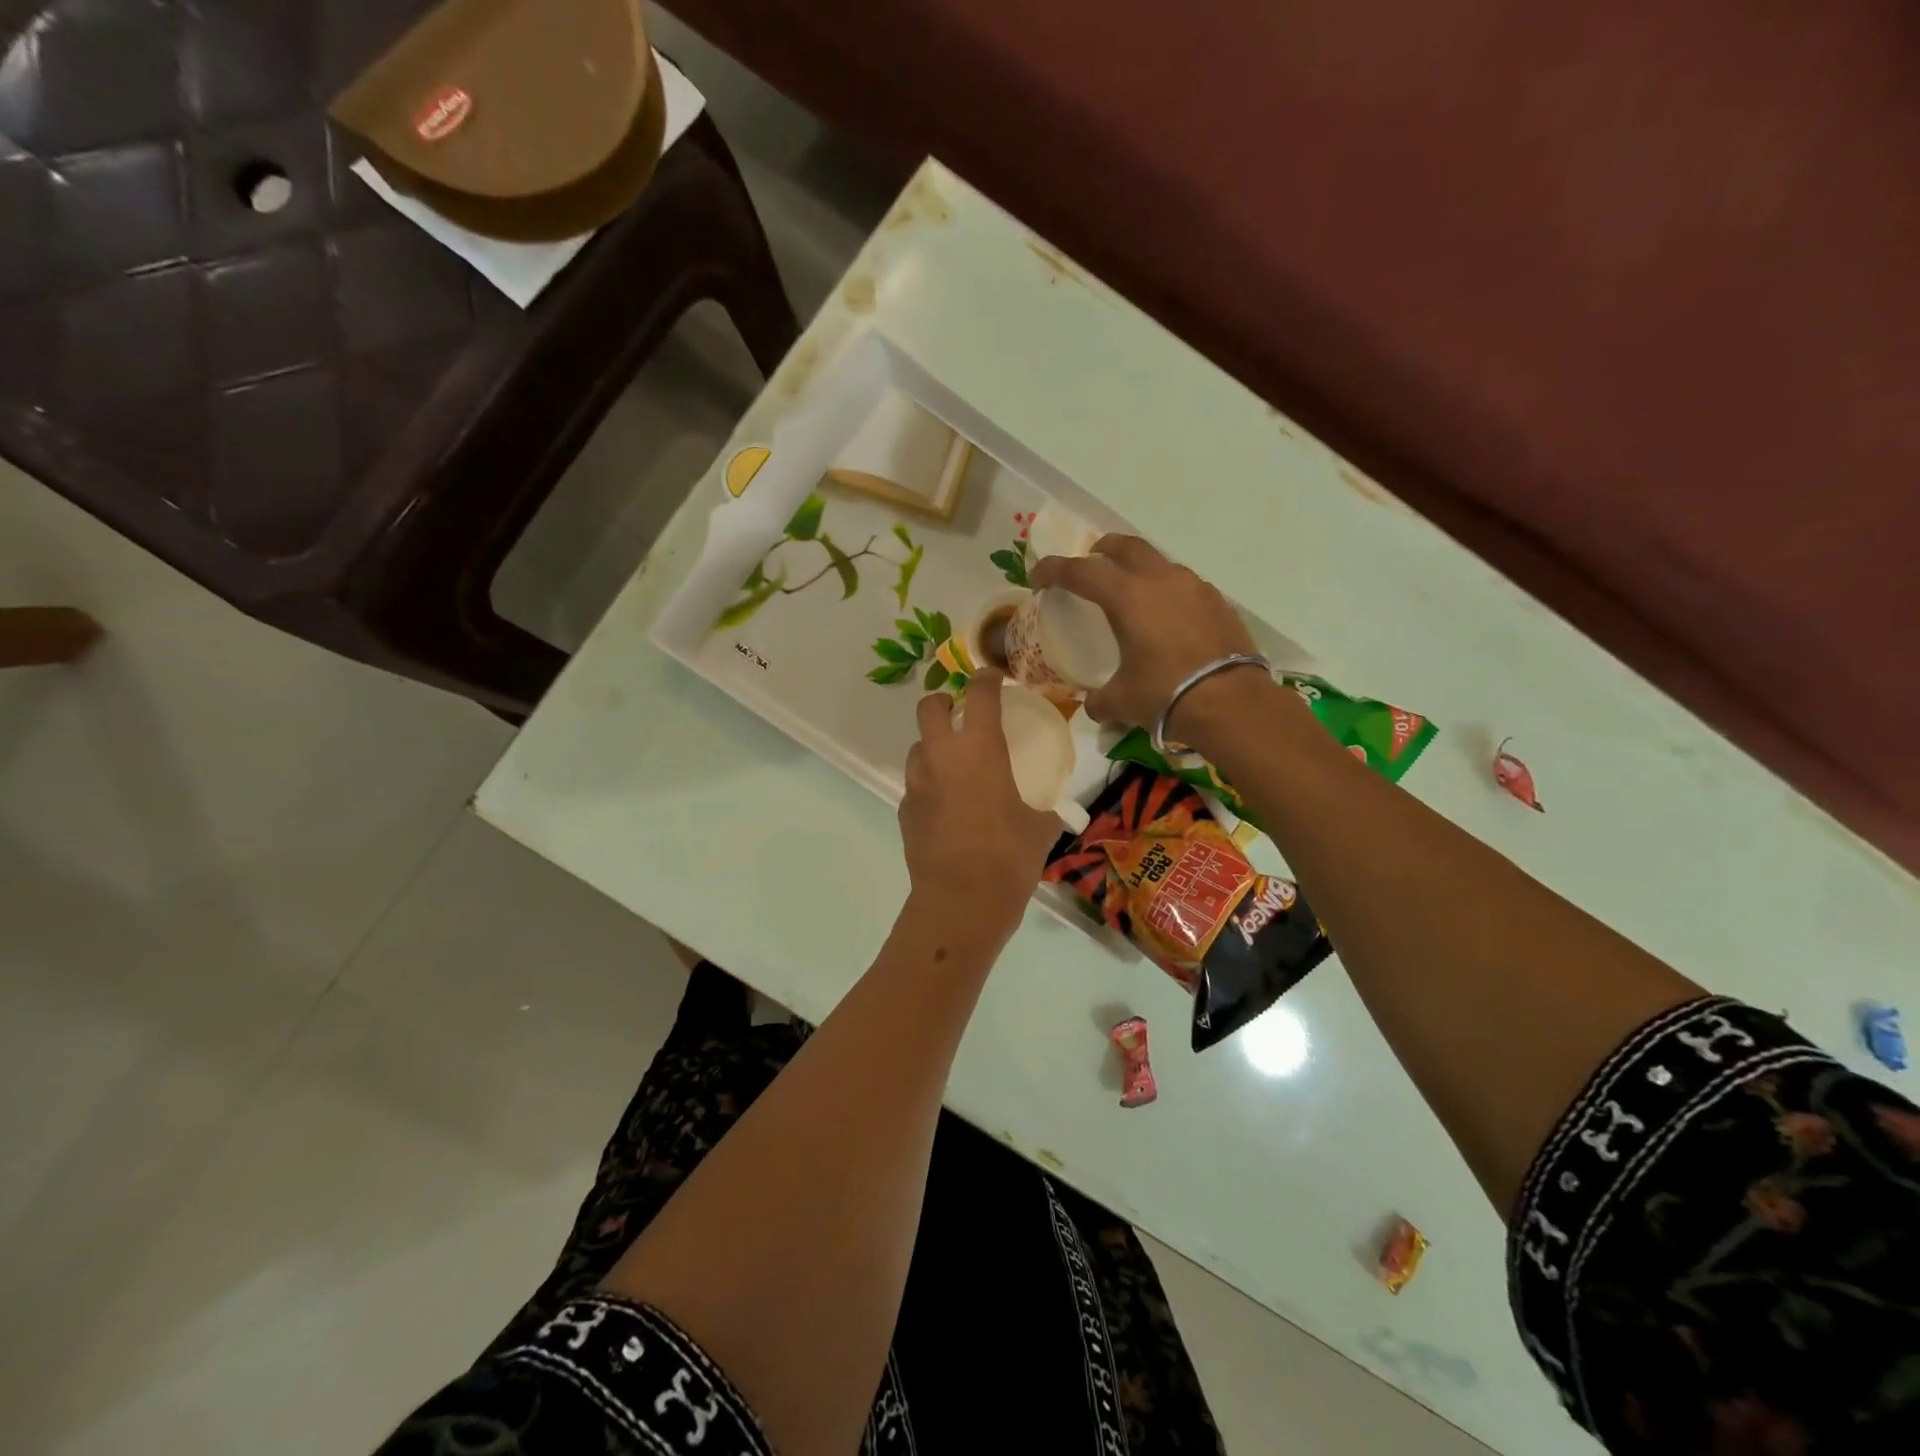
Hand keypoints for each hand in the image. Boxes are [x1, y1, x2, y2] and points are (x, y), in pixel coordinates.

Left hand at [899, 670, 1062, 934]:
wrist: (961, 901)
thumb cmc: (1009, 857)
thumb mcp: (1040, 828)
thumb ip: (1046, 809)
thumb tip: (1055, 810)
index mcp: (980, 748)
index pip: (978, 693)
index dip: (986, 678)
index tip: (994, 678)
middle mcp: (942, 756)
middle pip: (928, 707)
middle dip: (942, 701)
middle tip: (960, 713)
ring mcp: (918, 783)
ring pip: (917, 747)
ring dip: (933, 747)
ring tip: (954, 766)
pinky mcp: (905, 811)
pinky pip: (916, 785)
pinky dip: (929, 785)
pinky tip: (946, 807)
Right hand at [1029, 535, 1258, 731]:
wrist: (1232, 703)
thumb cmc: (1166, 694)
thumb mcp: (1122, 701)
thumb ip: (1100, 700)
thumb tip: (1094, 706)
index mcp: (1127, 597)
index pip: (1081, 571)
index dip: (1053, 570)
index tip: (1037, 576)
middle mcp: (1160, 581)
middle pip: (1125, 547)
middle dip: (1101, 550)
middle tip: (1090, 562)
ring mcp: (1194, 587)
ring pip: (1158, 563)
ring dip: (1138, 569)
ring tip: (1131, 592)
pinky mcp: (1218, 603)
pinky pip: (1184, 585)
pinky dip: (1167, 592)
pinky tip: (1167, 617)